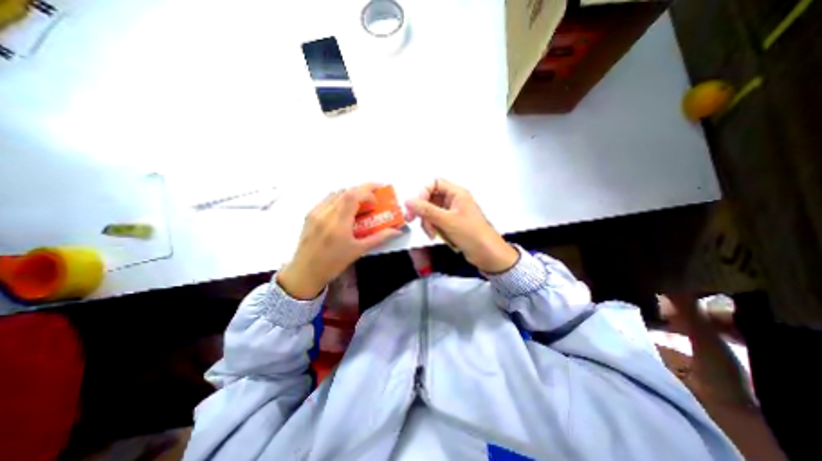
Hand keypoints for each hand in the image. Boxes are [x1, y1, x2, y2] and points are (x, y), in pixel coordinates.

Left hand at [278, 182, 403, 297]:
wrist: (305, 272)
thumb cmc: (333, 263)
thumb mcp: (358, 251)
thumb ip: (379, 238)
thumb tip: (396, 231)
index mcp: (338, 223)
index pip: (353, 195)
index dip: (368, 191)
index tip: (378, 197)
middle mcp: (325, 213)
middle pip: (345, 191)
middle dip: (362, 191)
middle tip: (373, 200)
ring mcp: (315, 212)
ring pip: (336, 194)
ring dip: (351, 195)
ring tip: (360, 205)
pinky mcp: (309, 215)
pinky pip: (327, 200)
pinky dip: (339, 199)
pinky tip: (344, 211)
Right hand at [406, 178, 514, 272]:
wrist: (487, 254)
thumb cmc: (472, 234)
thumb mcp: (447, 221)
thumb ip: (427, 210)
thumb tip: (408, 201)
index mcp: (456, 194)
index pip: (434, 183)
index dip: (423, 192)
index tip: (415, 205)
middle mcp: (453, 200)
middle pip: (430, 198)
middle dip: (422, 211)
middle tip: (412, 220)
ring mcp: (451, 213)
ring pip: (430, 212)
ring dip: (427, 222)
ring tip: (432, 234)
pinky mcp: (450, 224)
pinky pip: (435, 221)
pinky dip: (432, 228)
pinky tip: (434, 236)